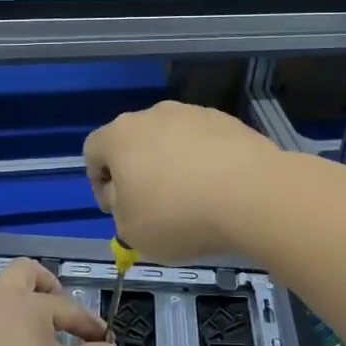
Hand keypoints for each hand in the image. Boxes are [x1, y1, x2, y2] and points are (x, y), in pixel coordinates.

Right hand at [83, 101, 279, 261]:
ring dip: (172, 165)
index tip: (116, 210)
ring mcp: (193, 113)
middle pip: (133, 141)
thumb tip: (128, 196)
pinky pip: (204, 142)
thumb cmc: (179, 215)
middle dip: (137, 172)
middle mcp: (153, 114)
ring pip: (170, 140)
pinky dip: (204, 162)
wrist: (252, 194)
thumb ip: (119, 210)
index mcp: (120, 136)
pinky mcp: (227, 120)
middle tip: (152, 207)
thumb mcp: (130, 231)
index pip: (93, 151)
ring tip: (192, 199)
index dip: (98, 183)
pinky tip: (218, 189)